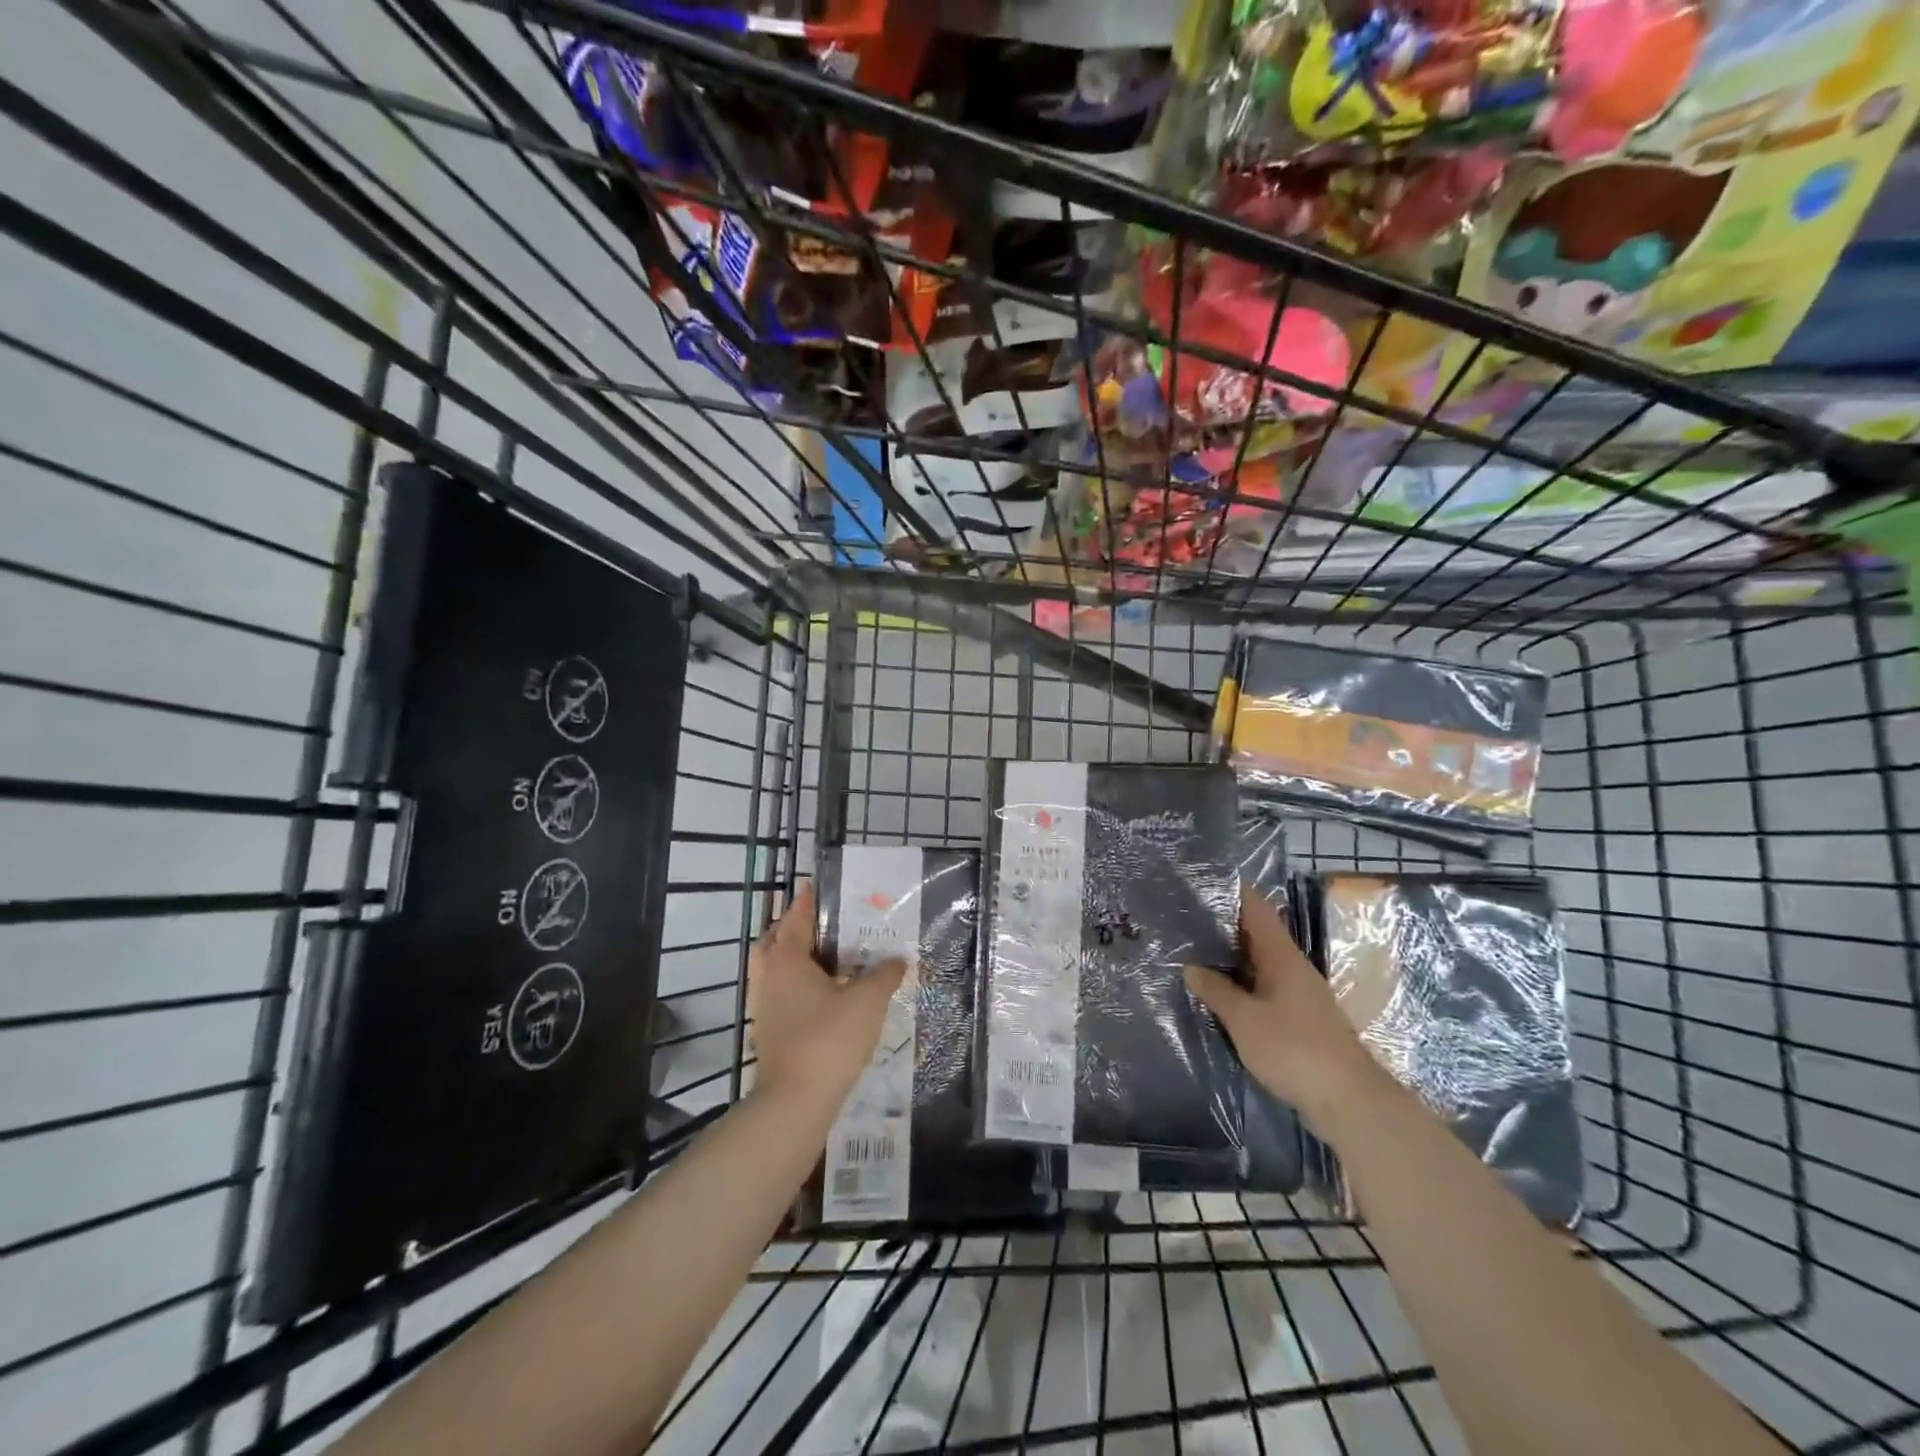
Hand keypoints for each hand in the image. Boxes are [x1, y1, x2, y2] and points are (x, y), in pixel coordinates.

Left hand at [747, 880, 905, 1105]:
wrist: (796, 1102)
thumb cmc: (829, 1039)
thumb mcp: (867, 1001)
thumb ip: (883, 974)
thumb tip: (897, 958)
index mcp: (786, 959)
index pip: (795, 918)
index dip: (808, 901)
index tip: (818, 885)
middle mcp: (768, 977)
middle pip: (776, 941)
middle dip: (796, 929)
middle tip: (824, 923)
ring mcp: (765, 1006)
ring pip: (777, 970)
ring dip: (797, 958)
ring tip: (830, 957)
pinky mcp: (770, 1031)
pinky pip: (782, 993)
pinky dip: (799, 984)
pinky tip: (827, 994)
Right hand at [1185, 884, 1390, 1137]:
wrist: (1347, 1100)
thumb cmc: (1294, 1049)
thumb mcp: (1244, 1019)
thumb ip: (1216, 990)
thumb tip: (1190, 967)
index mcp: (1282, 956)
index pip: (1256, 908)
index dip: (1231, 891)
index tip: (1201, 880)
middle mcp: (1292, 967)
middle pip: (1256, 933)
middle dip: (1223, 923)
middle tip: (1183, 916)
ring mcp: (1297, 993)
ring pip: (1258, 961)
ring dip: (1230, 955)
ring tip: (1192, 948)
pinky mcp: (1298, 1018)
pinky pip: (1262, 986)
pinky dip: (1239, 981)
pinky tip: (1217, 990)